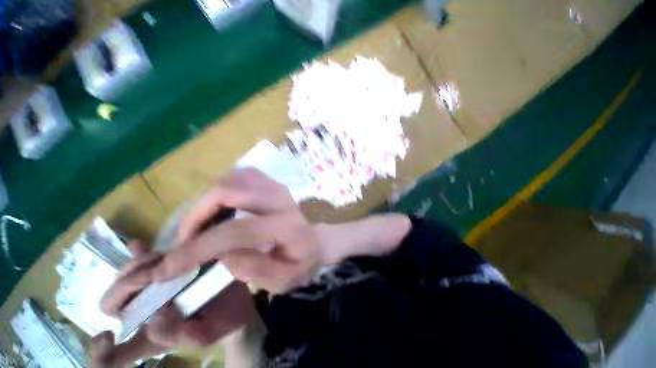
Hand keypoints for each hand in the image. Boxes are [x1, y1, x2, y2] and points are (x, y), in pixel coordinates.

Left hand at [92, 242, 258, 367]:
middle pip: (113, 298)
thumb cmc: (219, 325)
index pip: (111, 352)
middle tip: (154, 276)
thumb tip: (156, 315)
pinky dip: (140, 252)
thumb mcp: (201, 338)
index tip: (108, 336)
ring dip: (137, 265)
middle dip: (126, 285)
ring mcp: (155, 287)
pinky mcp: (171, 269)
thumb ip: (176, 335)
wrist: (235, 303)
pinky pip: (148, 260)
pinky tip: (138, 243)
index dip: (99, 349)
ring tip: (161, 259)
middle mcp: (144, 310)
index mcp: (146, 333)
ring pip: (127, 275)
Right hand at [153, 168, 410, 293]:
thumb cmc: (302, 261)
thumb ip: (252, 269)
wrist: (317, 240)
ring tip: (202, 224)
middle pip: (229, 192)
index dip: (197, 249)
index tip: (167, 268)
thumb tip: (221, 252)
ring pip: (233, 178)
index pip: (236, 231)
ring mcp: (276, 187)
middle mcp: (281, 200)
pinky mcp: (272, 183)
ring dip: (209, 200)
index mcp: (287, 226)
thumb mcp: (283, 280)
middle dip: (197, 214)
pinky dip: (223, 188)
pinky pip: (241, 175)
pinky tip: (221, 208)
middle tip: (187, 239)